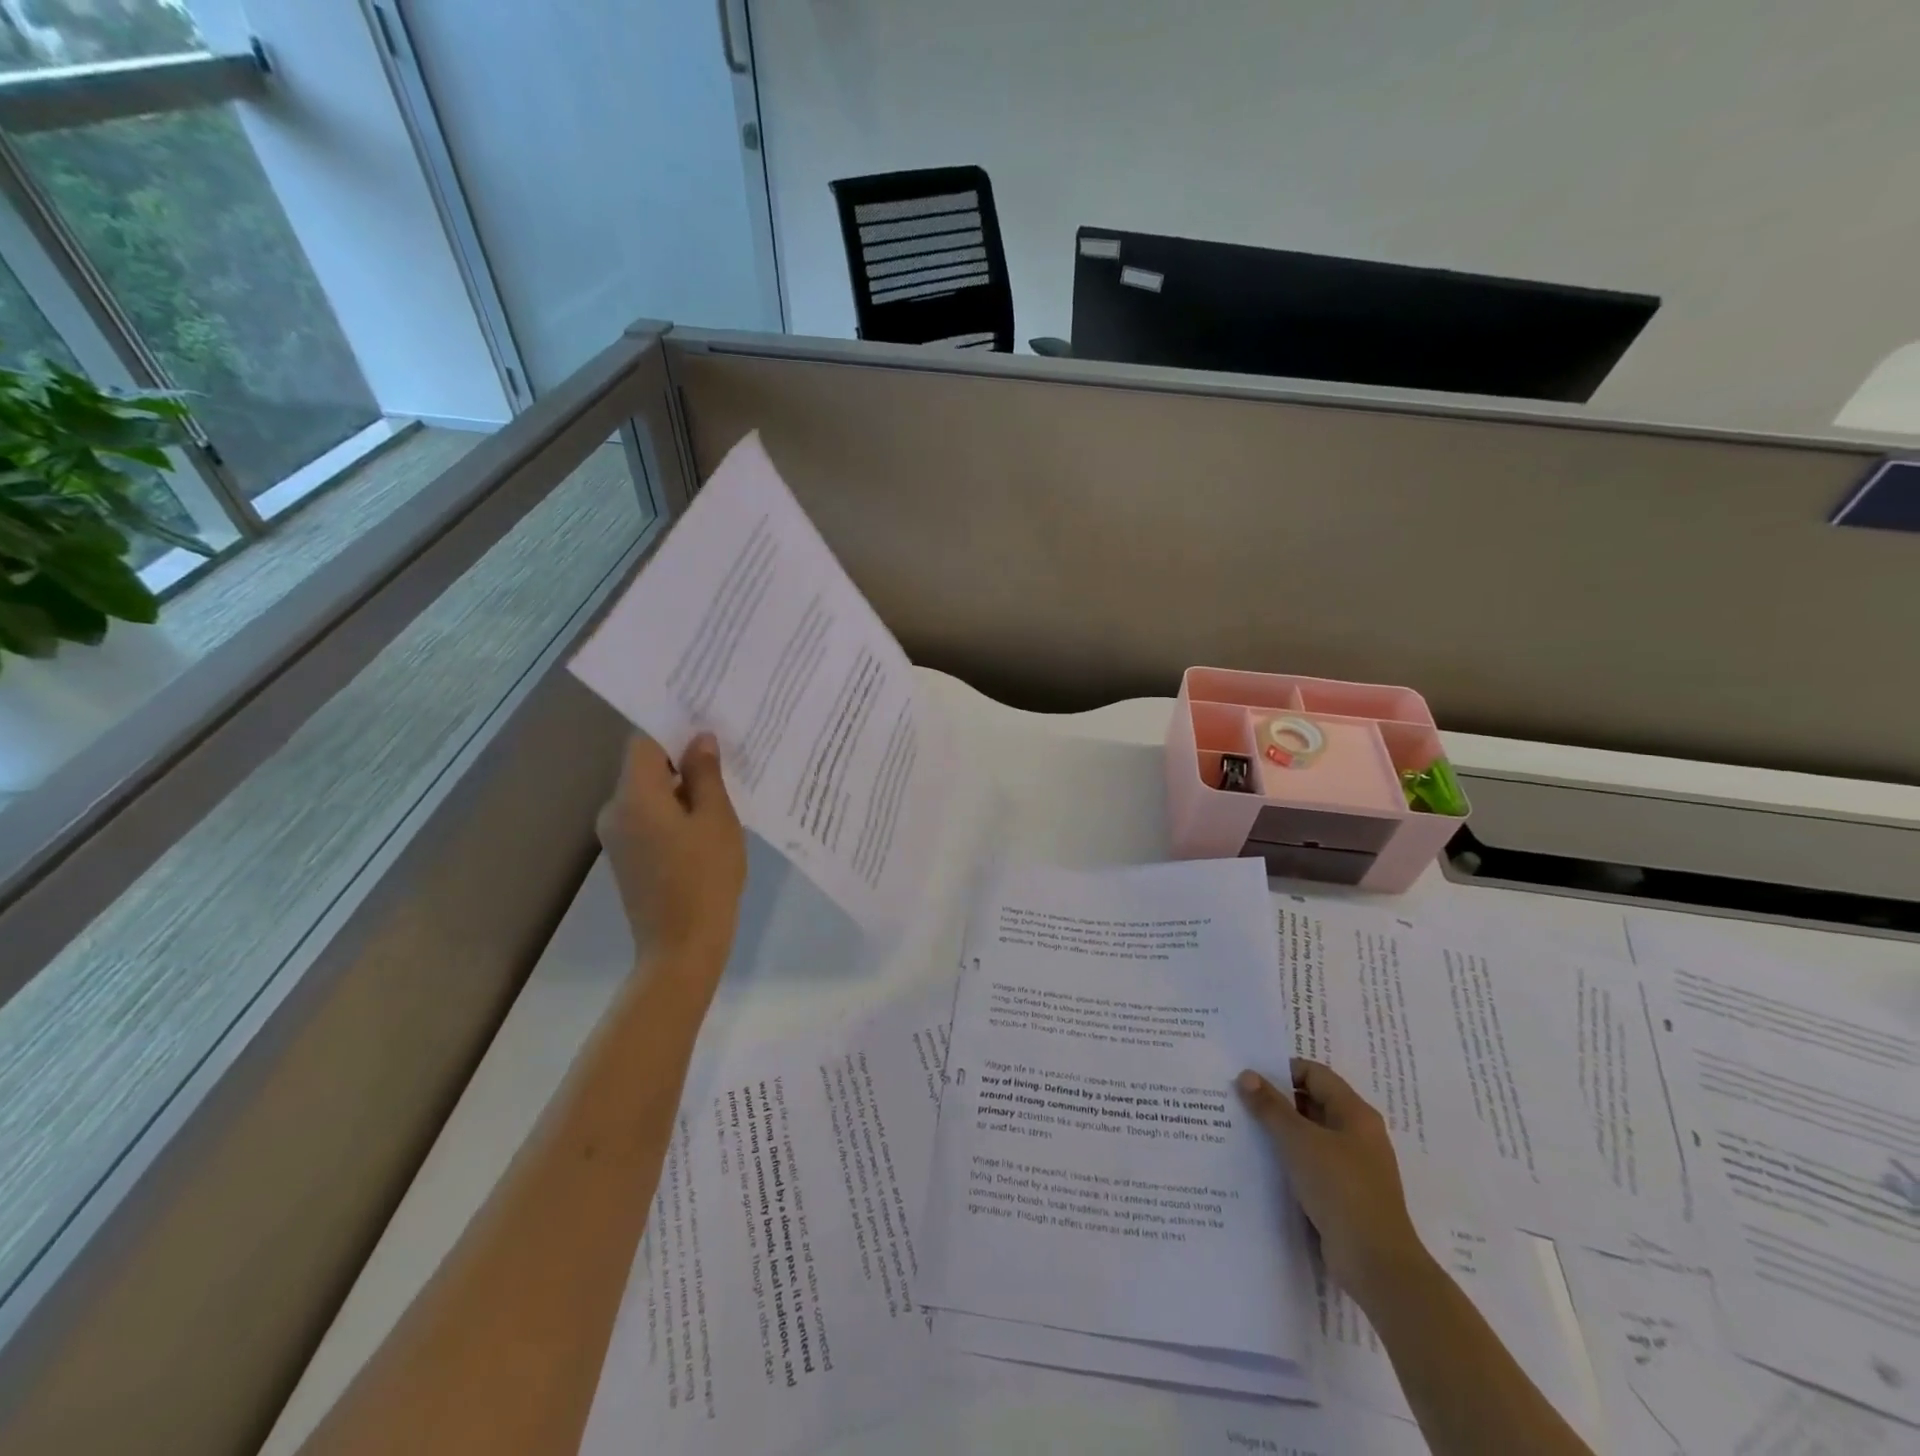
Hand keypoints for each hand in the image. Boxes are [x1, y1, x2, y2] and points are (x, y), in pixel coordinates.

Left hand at [597, 734, 745, 970]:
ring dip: (681, 786)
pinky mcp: (627, 856)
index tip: (706, 721)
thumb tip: (699, 739)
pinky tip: (706, 819)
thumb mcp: (716, 819)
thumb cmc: (705, 877)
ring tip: (723, 784)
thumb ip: (706, 774)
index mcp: (633, 796)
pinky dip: (674, 810)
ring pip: (649, 793)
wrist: (682, 947)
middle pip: (645, 767)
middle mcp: (615, 810)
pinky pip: (649, 816)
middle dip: (682, 757)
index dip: (673, 727)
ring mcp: (617, 836)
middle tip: (725, 751)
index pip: (644, 741)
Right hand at [1237, 1059, 1429, 1308]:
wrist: (1376, 1264)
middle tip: (1240, 1100)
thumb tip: (1246, 1076)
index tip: (1249, 1077)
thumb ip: (1271, 1107)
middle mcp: (1358, 1134)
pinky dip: (1291, 1159)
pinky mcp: (1346, 1194)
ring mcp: (1354, 1166)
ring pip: (1311, 1135)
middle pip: (1313, 1102)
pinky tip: (1264, 1163)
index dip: (1282, 1070)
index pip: (1315, 1074)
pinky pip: (1313, 1163)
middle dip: (1278, 1100)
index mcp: (1355, 1113)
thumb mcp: (1299, 1141)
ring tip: (1245, 1129)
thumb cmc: (1341, 1189)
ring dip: (1282, 1131)